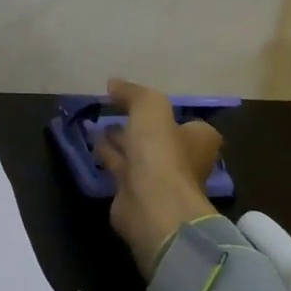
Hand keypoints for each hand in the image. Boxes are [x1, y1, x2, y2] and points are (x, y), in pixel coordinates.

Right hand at [92, 79, 221, 279]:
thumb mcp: (150, 107)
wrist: (152, 206)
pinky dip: (108, 157)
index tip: (144, 104)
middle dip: (140, 127)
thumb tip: (113, 84)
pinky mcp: (135, 194)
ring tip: (97, 125)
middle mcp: (182, 160)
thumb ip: (133, 93)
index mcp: (198, 140)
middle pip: (160, 139)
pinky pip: (119, 169)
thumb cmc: (161, 153)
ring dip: (120, 140)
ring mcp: (159, 180)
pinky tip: (92, 145)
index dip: (168, 114)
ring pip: (137, 154)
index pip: (188, 124)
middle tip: (115, 110)